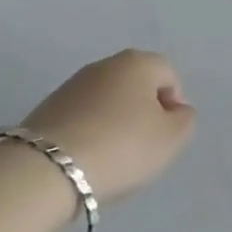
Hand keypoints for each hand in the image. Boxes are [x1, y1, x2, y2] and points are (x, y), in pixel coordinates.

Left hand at [20, 50, 195, 200]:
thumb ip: (185, 121)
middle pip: (136, 86)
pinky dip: (89, 134)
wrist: (46, 169)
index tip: (165, 138)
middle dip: (143, 114)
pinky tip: (86, 161)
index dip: (174, 106)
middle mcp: (106, 64)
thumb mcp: (171, 139)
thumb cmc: (120, 147)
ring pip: (107, 102)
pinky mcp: (48, 108)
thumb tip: (177, 111)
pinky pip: (82, 118)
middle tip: (142, 150)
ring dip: (115, 125)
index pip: (169, 75)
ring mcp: (73, 84)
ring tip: (111, 160)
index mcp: (138, 62)